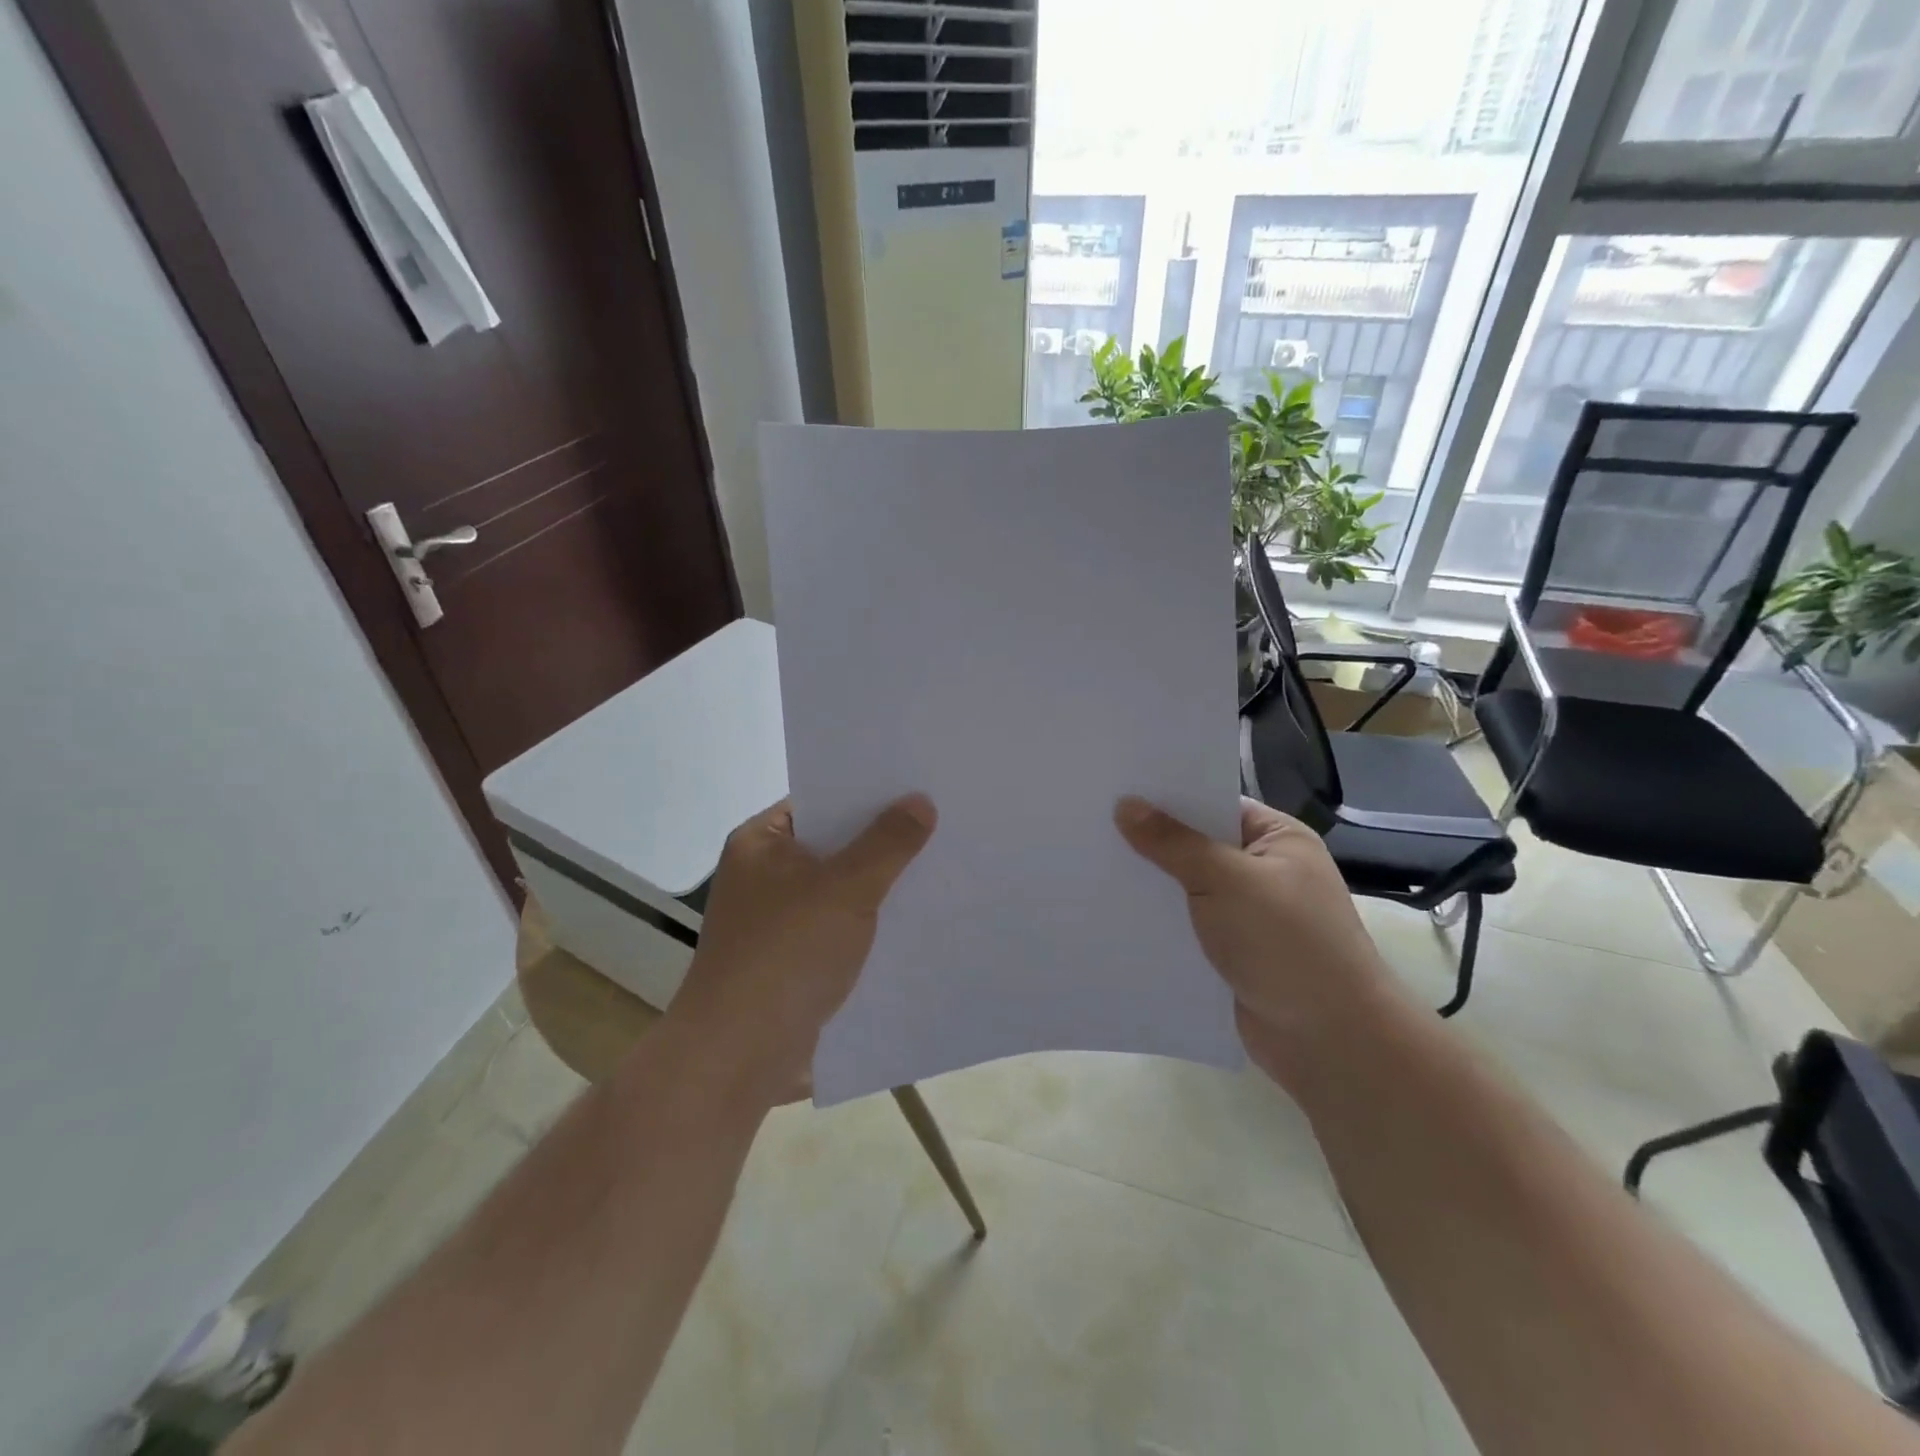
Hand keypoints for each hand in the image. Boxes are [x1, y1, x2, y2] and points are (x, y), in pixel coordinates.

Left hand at [668, 796, 936, 1102]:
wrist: (739, 1056)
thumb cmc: (786, 955)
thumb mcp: (845, 889)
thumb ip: (887, 843)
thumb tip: (921, 800)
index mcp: (760, 843)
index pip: (821, 801)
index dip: (868, 793)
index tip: (919, 785)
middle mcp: (765, 875)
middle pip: (835, 845)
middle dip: (884, 842)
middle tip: (944, 823)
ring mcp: (779, 921)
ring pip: (842, 890)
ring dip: (882, 887)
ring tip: (943, 867)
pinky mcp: (795, 960)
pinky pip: (842, 929)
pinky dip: (872, 925)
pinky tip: (918, 921)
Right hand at [1116, 795, 1392, 1083]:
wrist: (1329, 1041)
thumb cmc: (1286, 943)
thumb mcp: (1226, 880)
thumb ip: (1172, 843)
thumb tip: (1125, 805)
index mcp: (1277, 839)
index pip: (1214, 803)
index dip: (1167, 796)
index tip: (1114, 787)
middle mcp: (1263, 871)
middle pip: (1196, 846)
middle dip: (1150, 842)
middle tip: (1089, 823)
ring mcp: (1247, 915)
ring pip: (1186, 890)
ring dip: (1150, 886)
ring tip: (1088, 864)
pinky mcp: (1231, 954)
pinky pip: (1185, 928)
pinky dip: (1158, 923)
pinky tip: (1112, 914)